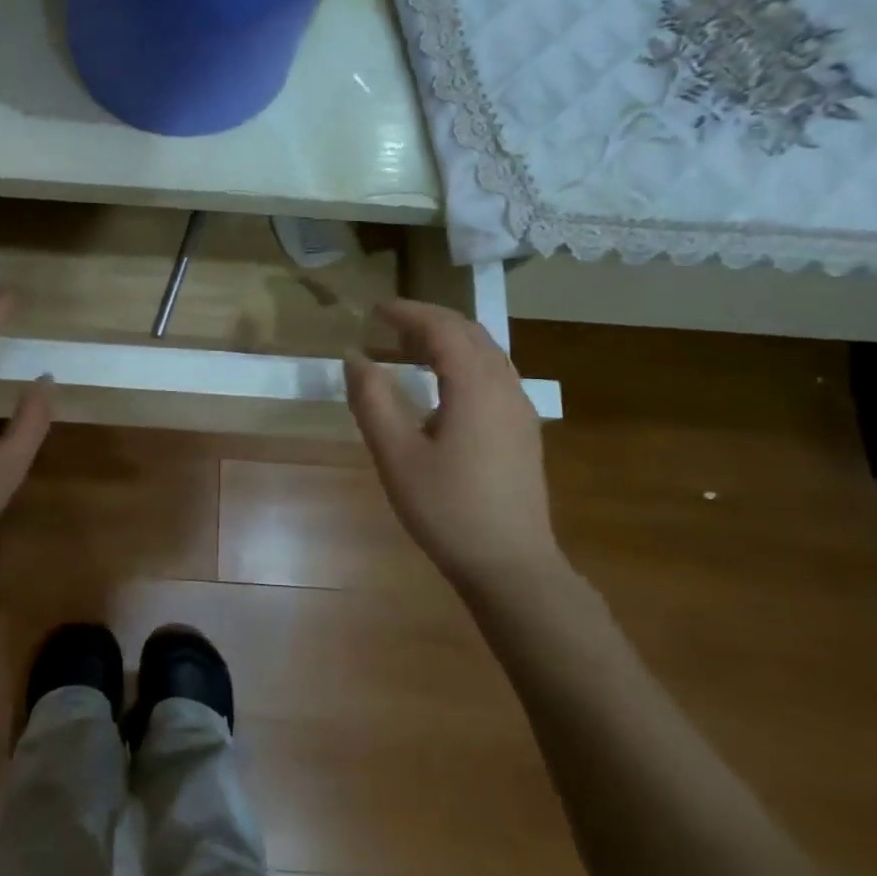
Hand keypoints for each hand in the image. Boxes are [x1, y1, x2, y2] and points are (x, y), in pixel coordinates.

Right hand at [344, 300, 561, 593]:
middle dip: (427, 321)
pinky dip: (461, 362)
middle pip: (469, 333)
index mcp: (475, 386)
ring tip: (406, 350)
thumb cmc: (447, 508)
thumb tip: (355, 358)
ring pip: (485, 353)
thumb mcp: (396, 455)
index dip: (407, 313)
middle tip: (386, 326)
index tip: (374, 310)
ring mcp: (519, 409)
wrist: (511, 565)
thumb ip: (372, 400)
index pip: (442, 328)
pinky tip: (438, 386)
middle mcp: (505, 387)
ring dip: (446, 340)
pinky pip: (492, 374)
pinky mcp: (521, 430)